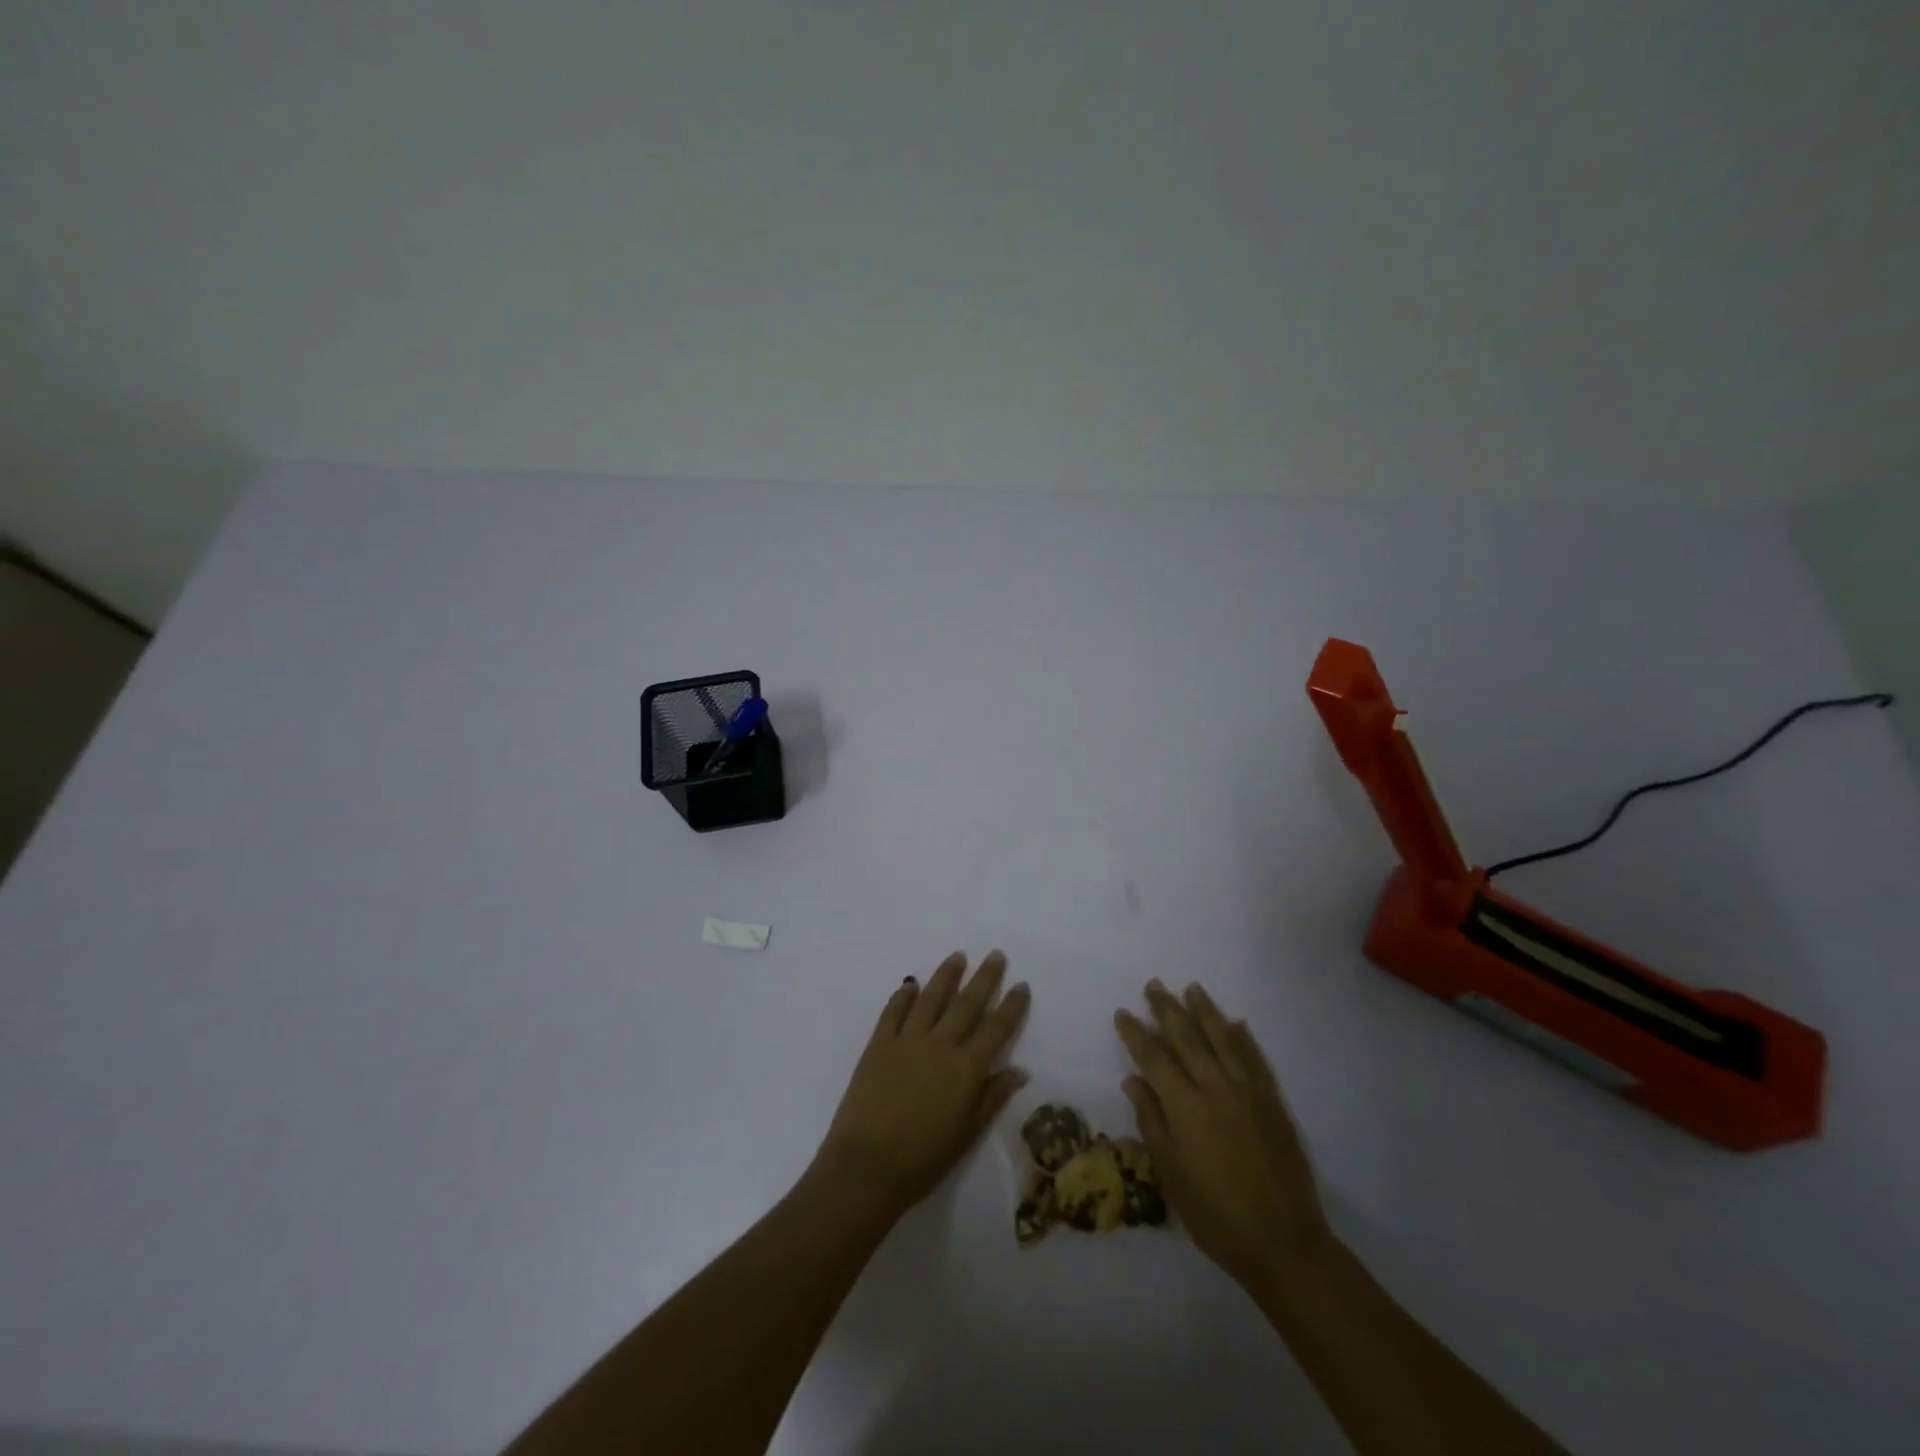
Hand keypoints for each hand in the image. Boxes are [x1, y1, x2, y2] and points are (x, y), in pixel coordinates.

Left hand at [813, 951, 1029, 1223]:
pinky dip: (903, 996)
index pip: (996, 1028)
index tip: (1021, 985)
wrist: (866, 1166)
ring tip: (958, 956)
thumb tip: (1019, 1071)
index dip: (1011, 1006)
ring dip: (946, 975)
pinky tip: (911, 984)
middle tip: (995, 955)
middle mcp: (940, 1045)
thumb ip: (992, 1098)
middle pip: (967, 1003)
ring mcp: (906, 1040)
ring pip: (931, 998)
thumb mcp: (967, 1134)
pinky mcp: (878, 1044)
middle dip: (984, 978)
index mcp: (966, 1068)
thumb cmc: (923, 1160)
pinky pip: (893, 1012)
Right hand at [1115, 980, 1330, 1288]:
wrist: (1284, 1243)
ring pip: (1223, 1039)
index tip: (1123, 1013)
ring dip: (1205, 1011)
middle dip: (1167, 1009)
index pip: (1153, 1058)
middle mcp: (1215, 1088)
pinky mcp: (1272, 1101)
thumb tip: (1133, 1079)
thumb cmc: (1215, 1215)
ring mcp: (1248, 1091)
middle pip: (1187, 1038)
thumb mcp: (1171, 1174)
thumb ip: (1151, 1121)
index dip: (1136, 1034)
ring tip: (1192, 988)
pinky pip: (1255, 1058)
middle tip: (1154, 986)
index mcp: (1185, 1106)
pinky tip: (1236, 1023)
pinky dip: (1243, 1037)